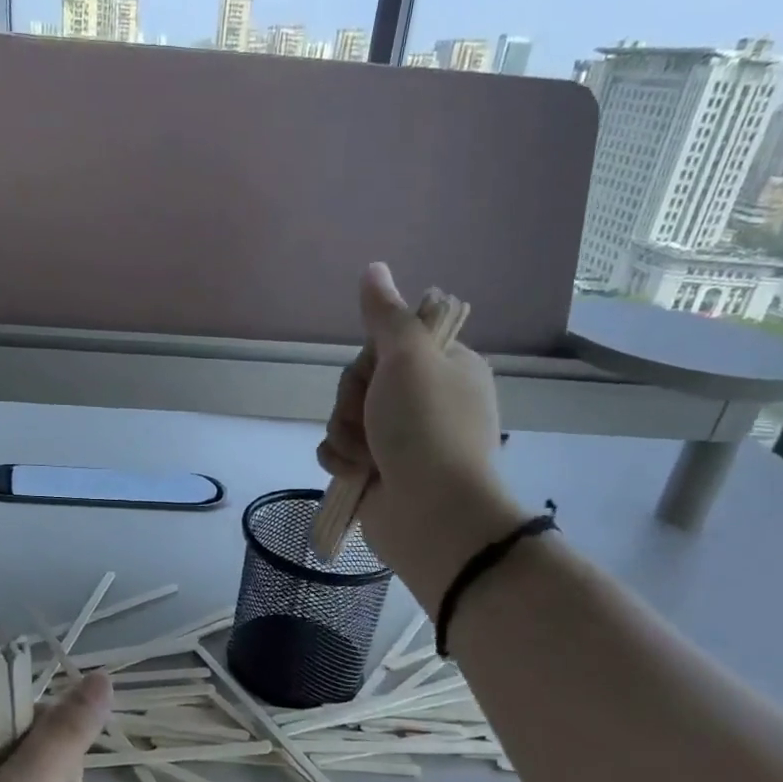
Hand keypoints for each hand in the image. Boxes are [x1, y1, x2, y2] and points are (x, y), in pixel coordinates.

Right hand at [318, 263, 528, 614]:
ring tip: (367, 456)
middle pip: (359, 382)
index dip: (370, 360)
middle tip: (373, 420)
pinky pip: (338, 451)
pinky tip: (355, 473)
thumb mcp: (409, 358)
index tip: (379, 374)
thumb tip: (374, 268)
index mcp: (444, 368)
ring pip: (344, 418)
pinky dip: (341, 460)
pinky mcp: (377, 472)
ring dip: (346, 434)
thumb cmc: (427, 428)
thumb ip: (385, 315)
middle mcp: (424, 401)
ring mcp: (400, 439)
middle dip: (354, 402)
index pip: (386, 345)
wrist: (432, 513)